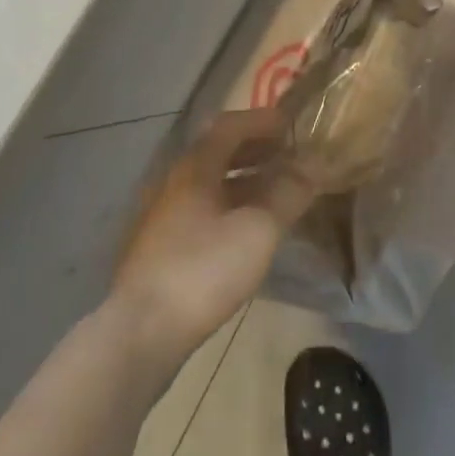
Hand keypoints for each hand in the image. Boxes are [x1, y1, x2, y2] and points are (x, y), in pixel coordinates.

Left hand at [107, 108, 314, 370]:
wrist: (140, 334)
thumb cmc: (203, 269)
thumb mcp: (258, 230)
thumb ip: (288, 193)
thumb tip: (314, 165)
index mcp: (194, 166)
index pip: (230, 125)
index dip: (262, 121)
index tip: (291, 125)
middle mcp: (175, 182)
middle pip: (218, 153)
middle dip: (255, 150)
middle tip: (288, 156)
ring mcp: (163, 216)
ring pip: (210, 184)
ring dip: (244, 181)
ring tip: (276, 193)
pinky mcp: (160, 249)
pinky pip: (202, 210)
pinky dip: (230, 206)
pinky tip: (247, 230)